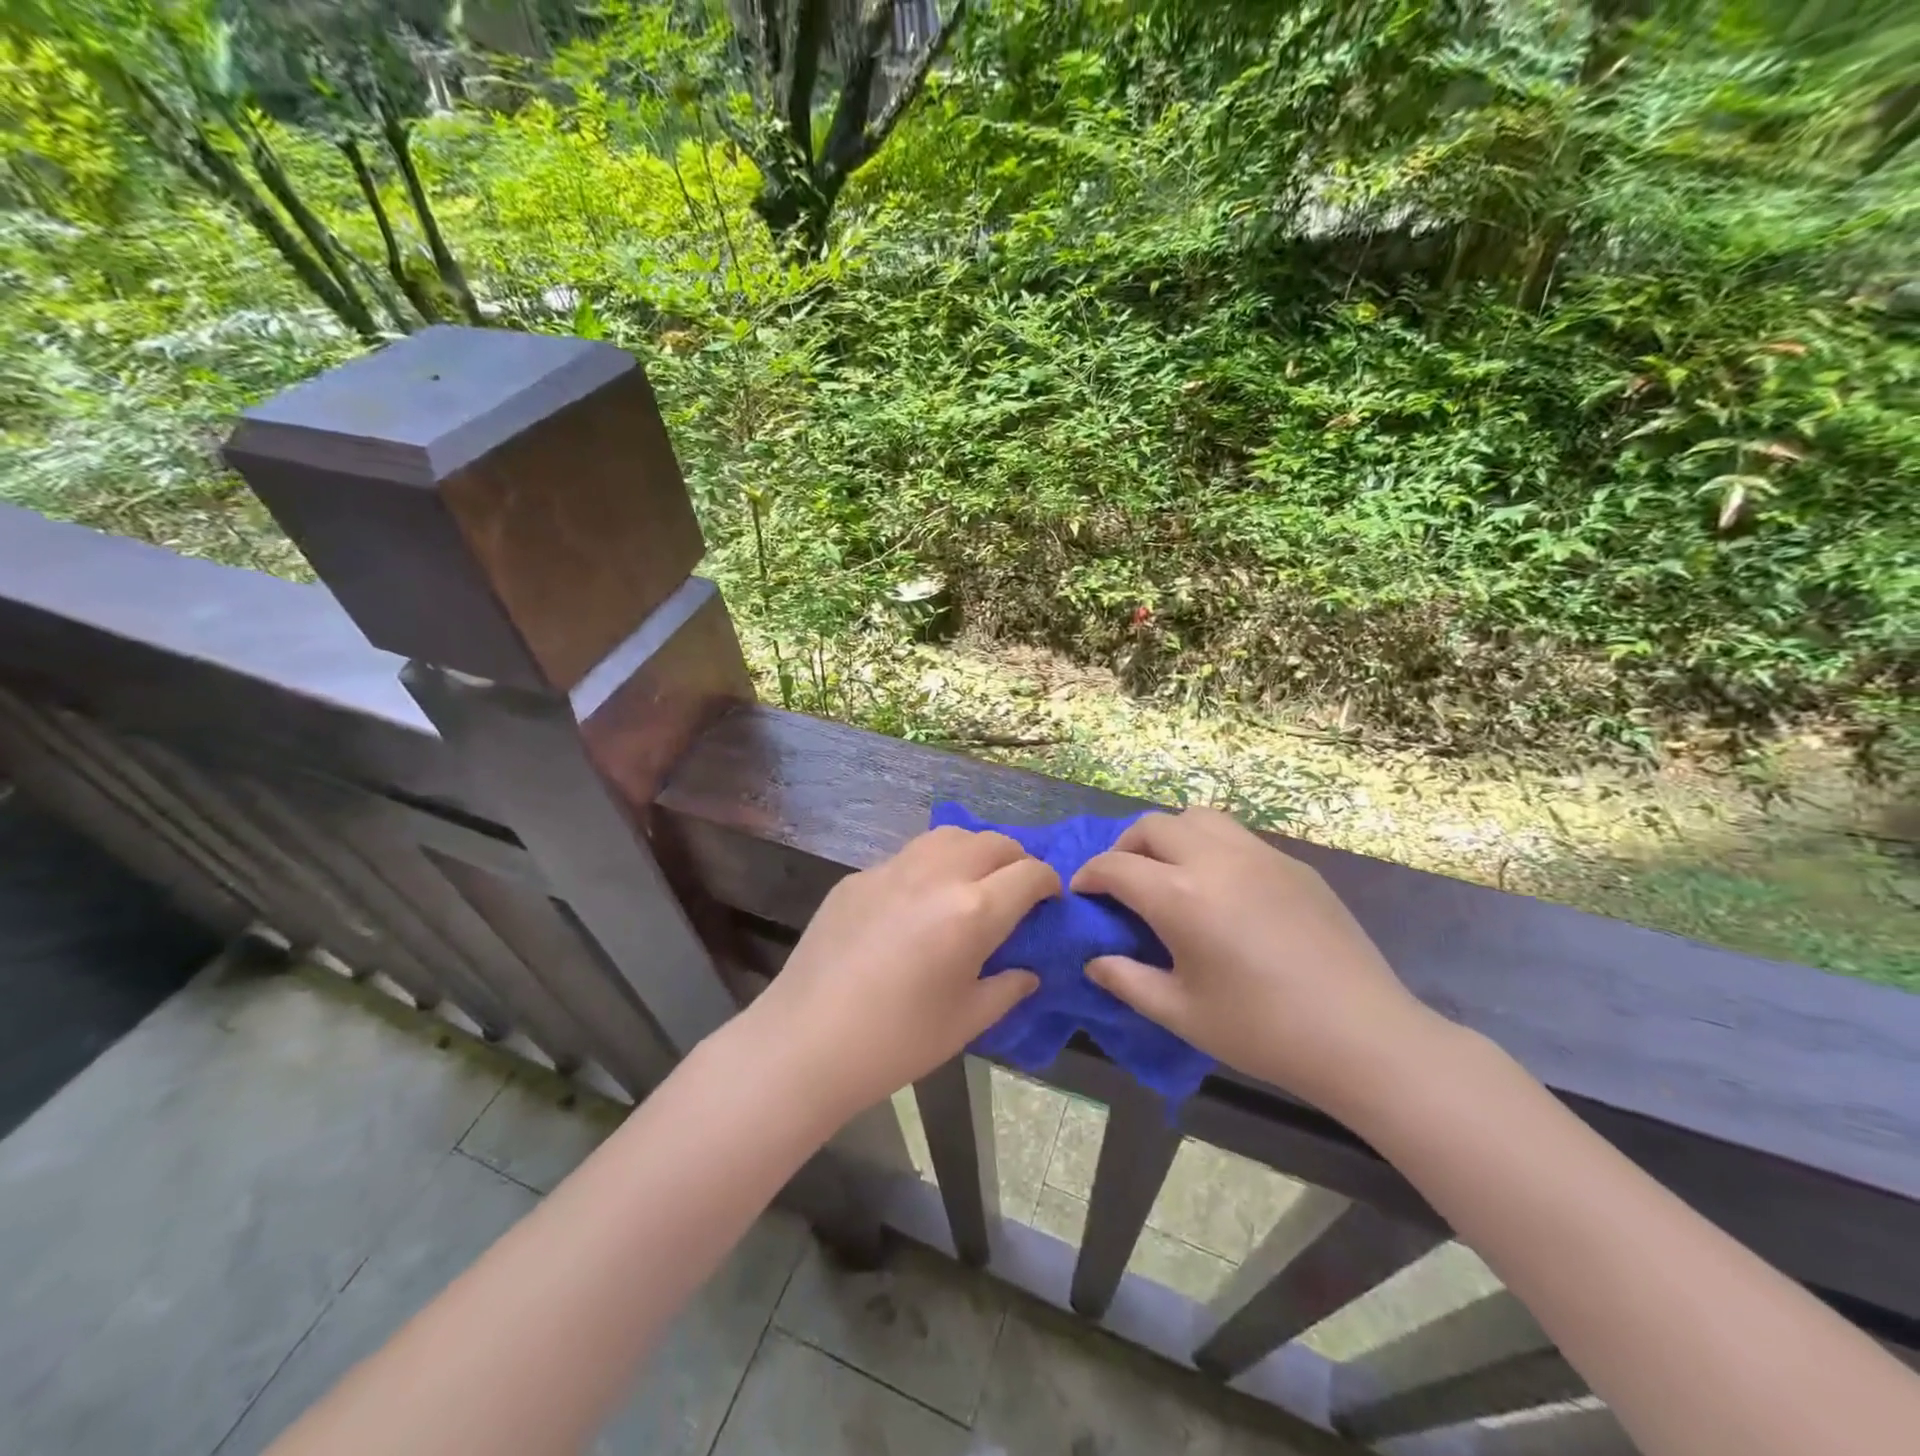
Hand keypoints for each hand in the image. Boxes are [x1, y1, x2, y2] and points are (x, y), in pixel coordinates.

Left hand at [741, 826, 1056, 1121]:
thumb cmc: (897, 1041)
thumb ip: (1007, 988)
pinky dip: (930, 865)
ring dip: (973, 850)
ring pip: (948, 836)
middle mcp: (937, 874)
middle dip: (1016, 859)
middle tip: (1016, 889)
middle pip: (993, 842)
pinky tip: (919, 900)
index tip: (1050, 899)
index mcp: (973, 910)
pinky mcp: (858, 877)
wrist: (806, 1041)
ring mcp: (892, 869)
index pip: (1029, 873)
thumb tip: (1028, 972)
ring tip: (972, 880)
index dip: (1049, 882)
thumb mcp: (967, 1021)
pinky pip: (907, 856)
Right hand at [1072, 808, 1437, 1113]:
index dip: (1089, 875)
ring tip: (1171, 871)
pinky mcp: (1293, 864)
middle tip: (1123, 881)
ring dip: (1170, 835)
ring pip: (1198, 817)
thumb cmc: (1261, 1030)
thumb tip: (1093, 962)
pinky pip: (1237, 836)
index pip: (1115, 866)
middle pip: (1153, 826)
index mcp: (1180, 895)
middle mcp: (1214, 859)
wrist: (1362, 1035)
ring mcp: (1259, 855)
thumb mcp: (1181, 1013)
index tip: (1082, 891)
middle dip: (1125, 847)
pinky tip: (1223, 889)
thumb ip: (1127, 981)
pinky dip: (1211, 846)